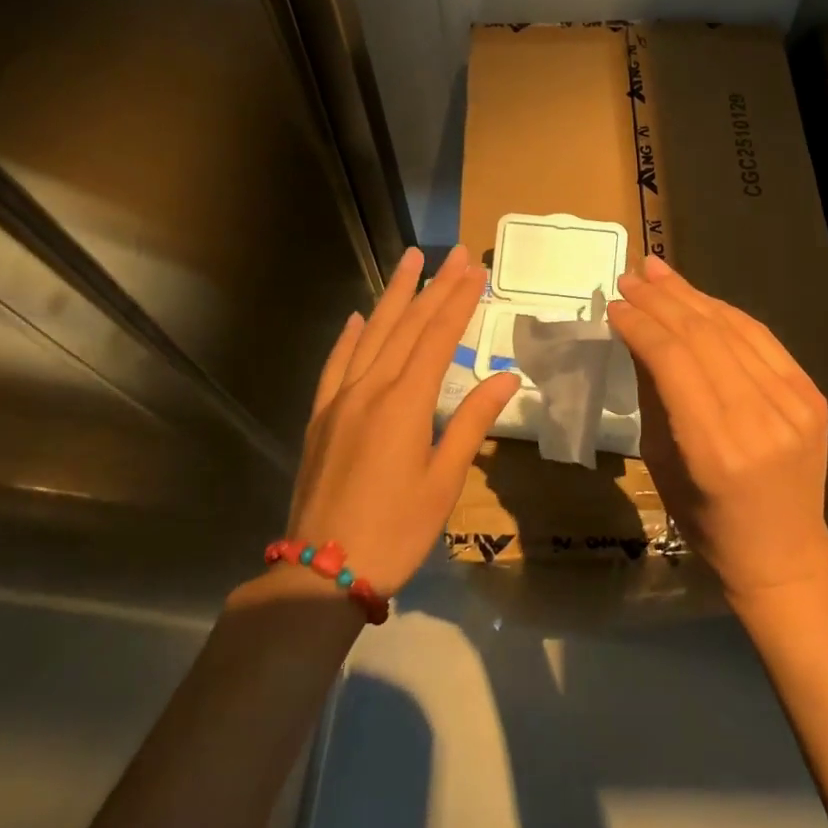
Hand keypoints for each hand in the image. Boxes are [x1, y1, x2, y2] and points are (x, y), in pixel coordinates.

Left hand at [289, 244, 520, 593]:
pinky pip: (336, 364)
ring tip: (410, 261)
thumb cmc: (396, 531)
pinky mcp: (320, 417)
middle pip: (407, 326)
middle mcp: (370, 389)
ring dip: (393, 296)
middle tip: (452, 253)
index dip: (459, 301)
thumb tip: (506, 377)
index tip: (475, 270)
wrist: (320, 573)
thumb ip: (472, 423)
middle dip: (433, 286)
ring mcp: (340, 400)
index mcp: (405, 403)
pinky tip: (356, 318)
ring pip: (371, 334)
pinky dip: (349, 337)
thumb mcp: (444, 481)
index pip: (438, 337)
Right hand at [608, 255, 827, 605]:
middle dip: (660, 300)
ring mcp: (793, 403)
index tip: (616, 305)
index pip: (672, 361)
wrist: (785, 552)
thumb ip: (653, 393)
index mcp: (714, 448)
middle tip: (631, 276)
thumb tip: (636, 334)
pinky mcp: (811, 394)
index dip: (641, 325)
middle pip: (702, 336)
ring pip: (733, 328)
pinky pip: (761, 339)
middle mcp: (758, 419)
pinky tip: (698, 298)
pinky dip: (725, 313)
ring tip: (658, 271)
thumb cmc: (707, 518)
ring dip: (690, 295)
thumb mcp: (662, 461)